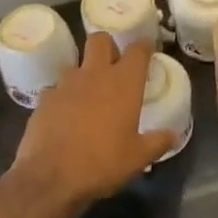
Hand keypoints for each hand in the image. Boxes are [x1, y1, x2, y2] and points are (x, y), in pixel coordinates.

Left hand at [9, 32, 175, 212]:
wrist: (51, 177)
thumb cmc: (102, 163)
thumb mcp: (138, 157)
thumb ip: (158, 142)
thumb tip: (172, 135)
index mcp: (123, 83)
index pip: (138, 49)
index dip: (143, 48)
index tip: (147, 53)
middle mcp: (94, 74)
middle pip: (100, 39)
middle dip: (108, 46)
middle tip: (114, 66)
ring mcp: (65, 84)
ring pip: (75, 63)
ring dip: (83, 73)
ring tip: (88, 95)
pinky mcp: (44, 99)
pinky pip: (55, 89)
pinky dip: (62, 97)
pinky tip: (64, 115)